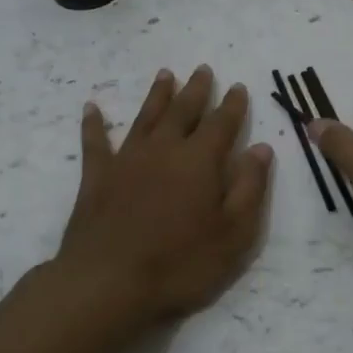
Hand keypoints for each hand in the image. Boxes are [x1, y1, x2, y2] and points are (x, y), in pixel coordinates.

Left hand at [51, 65, 272, 335]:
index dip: (233, 105)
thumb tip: (261, 148)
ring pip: (145, 117)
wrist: (109, 283)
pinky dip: (93, 124)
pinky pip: (95, 142)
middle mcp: (164, 150)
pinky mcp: (96, 178)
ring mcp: (126, 160)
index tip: (239, 87)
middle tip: (203, 69)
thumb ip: (250, 187)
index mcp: (200, 161)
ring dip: (157, 95)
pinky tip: (91, 107)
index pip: (222, 124)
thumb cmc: (180, 263)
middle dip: (196, 90)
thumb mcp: (233, 234)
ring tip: (165, 74)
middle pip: (183, 111)